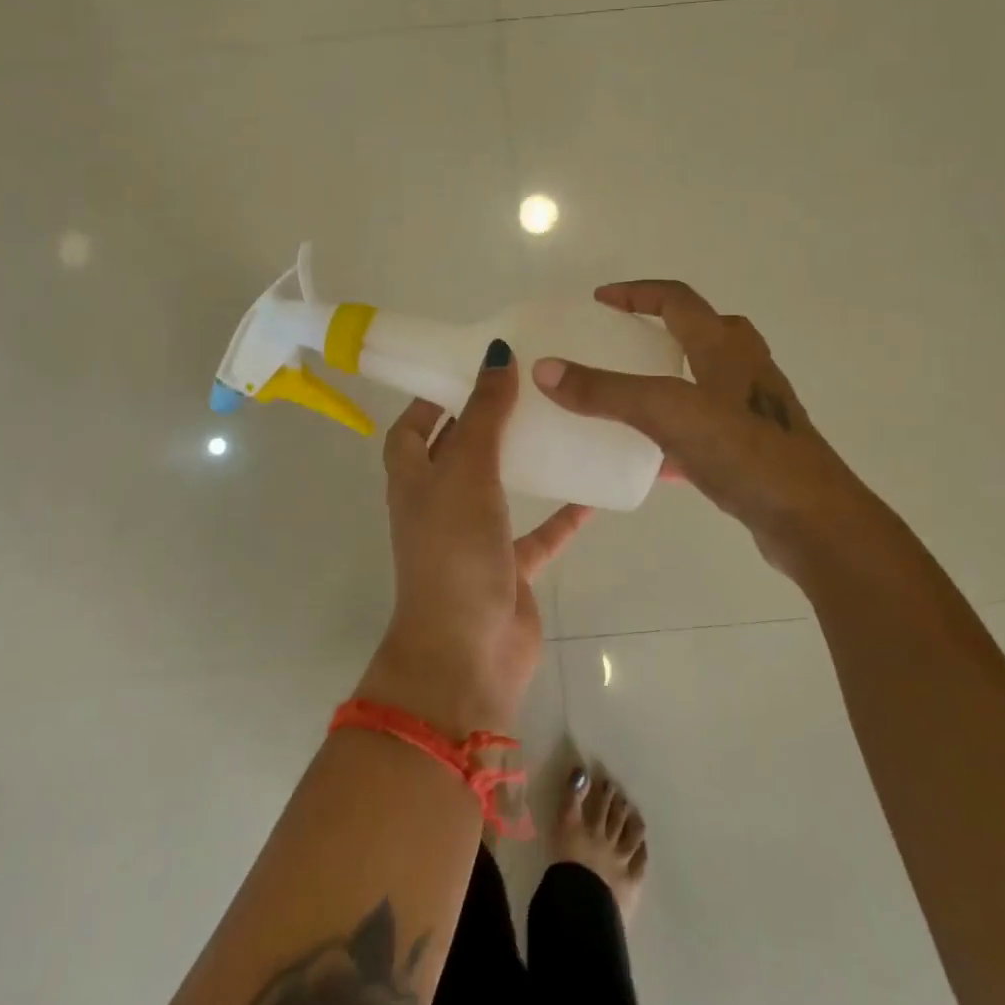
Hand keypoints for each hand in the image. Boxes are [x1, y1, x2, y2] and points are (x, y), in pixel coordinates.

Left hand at [357, 339, 591, 737]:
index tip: (467, 367)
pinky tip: (593, 491)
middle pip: (458, 452)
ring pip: (500, 488)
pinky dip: (562, 515)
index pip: (411, 429)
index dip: (431, 398)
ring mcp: (474, 537)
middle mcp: (439, 504)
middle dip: (485, 421)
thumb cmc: (454, 551)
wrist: (467, 651)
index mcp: (414, 480)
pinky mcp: (509, 566)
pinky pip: (539, 533)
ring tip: (559, 423)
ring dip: (524, 461)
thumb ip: (484, 415)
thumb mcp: (467, 472)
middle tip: (527, 385)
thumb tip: (496, 353)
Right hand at [531, 280, 870, 578]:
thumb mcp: (668, 412)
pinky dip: (677, 432)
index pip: (677, 299)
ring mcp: (753, 410)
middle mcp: (743, 368)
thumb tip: (544, 368)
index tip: (599, 301)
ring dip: (669, 379)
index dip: (636, 293)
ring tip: (629, 397)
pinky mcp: (754, 448)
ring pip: (705, 380)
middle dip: (660, 329)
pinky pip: (706, 428)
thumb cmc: (745, 451)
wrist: (813, 519)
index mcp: (724, 346)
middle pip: (701, 331)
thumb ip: (606, 391)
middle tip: (620, 344)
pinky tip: (651, 460)